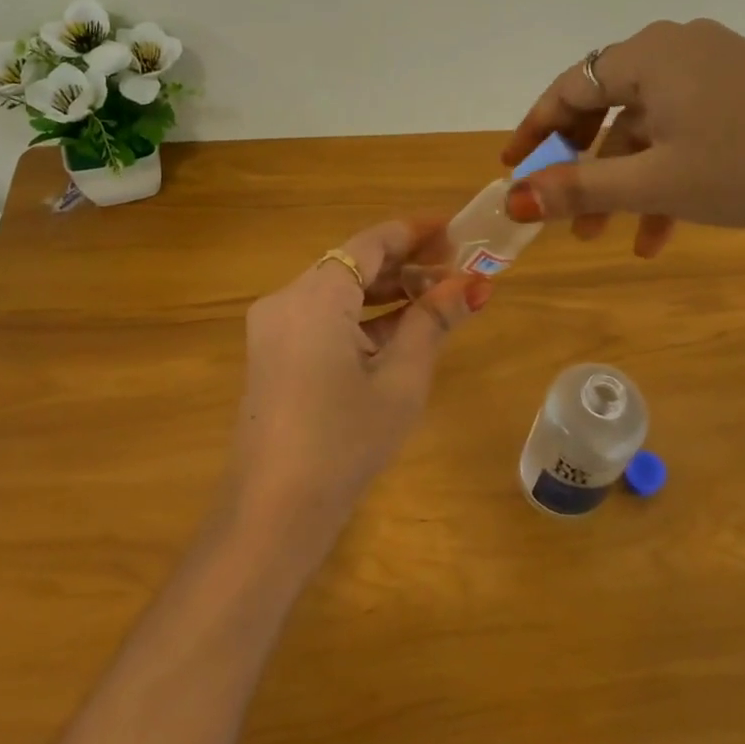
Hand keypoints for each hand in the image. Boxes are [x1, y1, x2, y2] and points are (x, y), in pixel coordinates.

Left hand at [232, 218, 490, 552]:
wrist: (274, 512)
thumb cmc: (345, 442)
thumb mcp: (400, 380)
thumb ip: (432, 322)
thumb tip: (471, 285)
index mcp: (314, 296)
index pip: (370, 243)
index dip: (415, 232)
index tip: (455, 230)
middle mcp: (286, 299)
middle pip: (352, 264)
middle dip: (405, 264)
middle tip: (456, 269)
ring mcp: (274, 329)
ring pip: (338, 292)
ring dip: (385, 293)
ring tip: (437, 298)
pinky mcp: (273, 354)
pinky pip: (322, 319)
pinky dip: (360, 319)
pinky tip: (399, 330)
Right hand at [501, 19, 744, 249]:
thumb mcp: (656, 183)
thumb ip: (580, 189)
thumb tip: (513, 200)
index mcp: (649, 55)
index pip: (570, 87)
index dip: (535, 131)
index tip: (512, 169)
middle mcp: (678, 49)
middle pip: (607, 106)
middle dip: (584, 166)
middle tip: (564, 211)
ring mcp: (718, 67)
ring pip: (649, 126)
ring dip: (627, 182)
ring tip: (613, 240)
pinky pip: (688, 129)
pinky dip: (668, 174)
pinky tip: (665, 230)